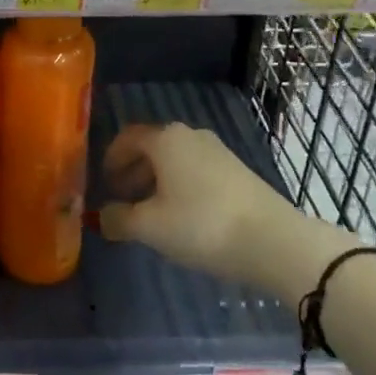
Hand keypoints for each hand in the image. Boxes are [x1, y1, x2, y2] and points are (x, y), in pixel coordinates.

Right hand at [98, 122, 296, 283]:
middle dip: (134, 170)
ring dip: (157, 179)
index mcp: (164, 139)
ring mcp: (216, 150)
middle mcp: (189, 135)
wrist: (273, 239)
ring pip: (175, 159)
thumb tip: (102, 216)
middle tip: (123, 198)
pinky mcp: (236, 169)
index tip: (103, 182)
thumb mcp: (151, 228)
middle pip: (152, 146)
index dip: (111, 158)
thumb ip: (120, 219)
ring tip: (152, 212)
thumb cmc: (202, 225)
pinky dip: (181, 185)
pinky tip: (183, 215)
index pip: (127, 137)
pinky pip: (196, 169)